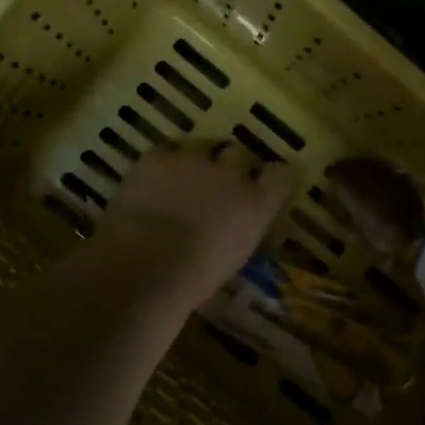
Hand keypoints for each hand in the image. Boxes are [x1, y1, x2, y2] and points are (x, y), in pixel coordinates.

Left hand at [94, 141, 294, 310]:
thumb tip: (233, 229)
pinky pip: (167, 149)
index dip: (271, 178)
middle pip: (240, 154)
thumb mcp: (232, 259)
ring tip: (186, 174)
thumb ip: (239, 233)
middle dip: (231, 165)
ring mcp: (193, 161)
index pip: (280, 175)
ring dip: (199, 158)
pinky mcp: (157, 157)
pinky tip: (156, 176)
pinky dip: (164, 161)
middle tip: (219, 182)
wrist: (145, 264)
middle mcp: (231, 175)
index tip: (263, 186)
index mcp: (256, 205)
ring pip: (203, 145)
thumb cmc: (193, 279)